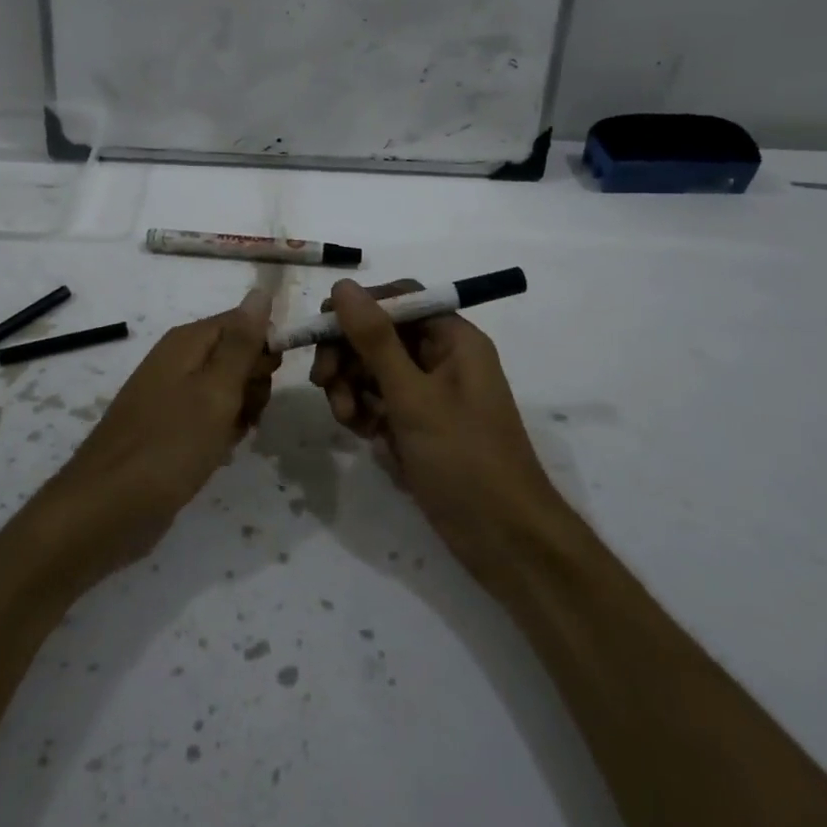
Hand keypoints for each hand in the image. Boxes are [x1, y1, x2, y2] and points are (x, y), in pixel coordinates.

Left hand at [50, 290, 279, 571]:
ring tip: (232, 437)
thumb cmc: (168, 446)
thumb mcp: (215, 391)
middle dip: (254, 383)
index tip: (269, 379)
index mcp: (187, 342)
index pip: (243, 322)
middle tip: (246, 412)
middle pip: (238, 354)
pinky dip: (222, 432)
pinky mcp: (169, 428)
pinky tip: (220, 452)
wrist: (106, 509)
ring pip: (228, 389)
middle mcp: (178, 360)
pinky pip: (210, 417)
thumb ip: (241, 343)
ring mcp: (172, 395)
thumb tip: (260, 291)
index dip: (265, 348)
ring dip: (242, 411)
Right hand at [310, 278, 561, 585]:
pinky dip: (366, 415)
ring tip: (349, 421)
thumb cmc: (465, 460)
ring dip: (352, 390)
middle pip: (379, 336)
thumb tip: (343, 286)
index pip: (399, 299)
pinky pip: (380, 405)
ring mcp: (429, 395)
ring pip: (373, 372)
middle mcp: (442, 359)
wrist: (504, 541)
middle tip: (324, 381)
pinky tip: (366, 438)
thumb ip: (375, 340)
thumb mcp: (413, 397)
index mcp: (453, 339)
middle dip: (348, 356)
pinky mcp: (418, 427)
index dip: (359, 307)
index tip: (322, 328)